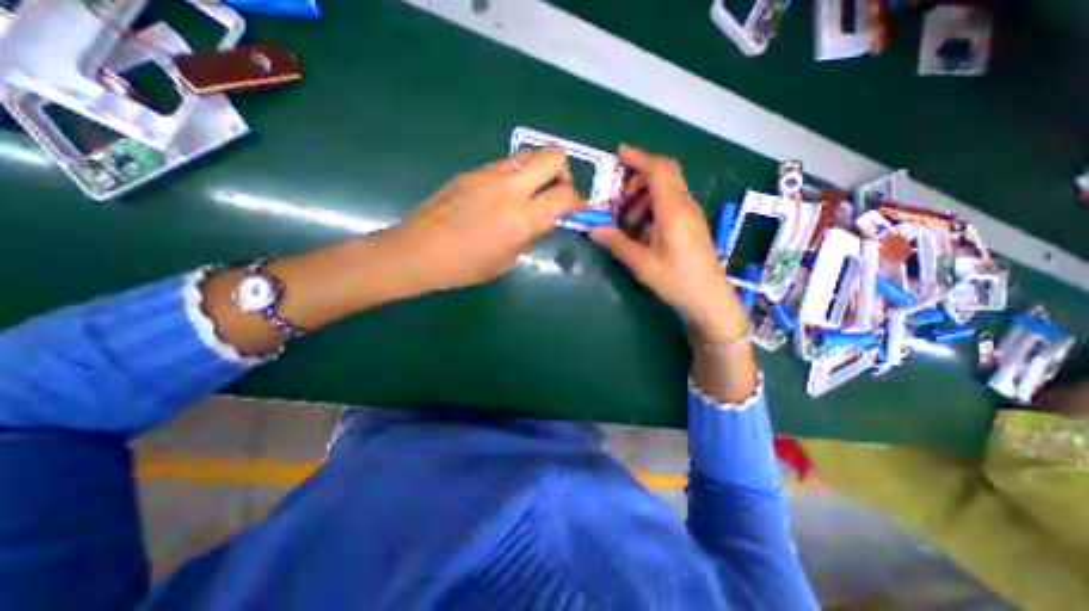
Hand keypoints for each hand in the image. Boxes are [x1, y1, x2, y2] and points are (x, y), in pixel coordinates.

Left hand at [385, 146, 586, 289]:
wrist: (420, 251)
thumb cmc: (465, 266)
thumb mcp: (507, 259)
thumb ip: (529, 234)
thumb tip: (540, 219)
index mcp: (521, 218)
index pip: (564, 195)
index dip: (578, 200)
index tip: (576, 207)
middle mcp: (510, 189)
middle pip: (552, 156)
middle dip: (563, 171)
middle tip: (556, 190)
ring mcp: (488, 175)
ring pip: (528, 154)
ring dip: (538, 169)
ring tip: (531, 190)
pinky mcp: (471, 172)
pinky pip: (504, 163)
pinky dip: (515, 174)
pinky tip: (503, 193)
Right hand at [586, 142, 749, 340]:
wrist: (710, 298)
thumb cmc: (677, 280)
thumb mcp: (642, 263)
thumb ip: (617, 243)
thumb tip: (593, 229)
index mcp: (673, 210)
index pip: (659, 169)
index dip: (639, 157)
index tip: (618, 153)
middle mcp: (685, 206)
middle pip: (665, 175)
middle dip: (639, 178)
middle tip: (620, 198)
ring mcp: (691, 215)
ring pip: (667, 190)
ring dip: (645, 196)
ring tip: (628, 221)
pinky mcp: (692, 225)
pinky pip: (672, 204)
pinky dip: (653, 208)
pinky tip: (643, 231)